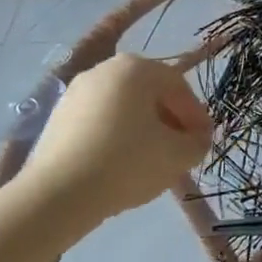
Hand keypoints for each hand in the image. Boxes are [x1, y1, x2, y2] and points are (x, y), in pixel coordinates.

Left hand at [25, 55, 211, 219]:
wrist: (59, 193)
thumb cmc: (127, 163)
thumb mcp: (178, 156)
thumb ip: (197, 142)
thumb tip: (196, 139)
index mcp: (137, 68)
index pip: (179, 86)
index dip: (197, 115)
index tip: (203, 141)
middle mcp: (105, 69)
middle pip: (149, 92)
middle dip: (170, 119)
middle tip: (180, 149)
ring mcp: (77, 91)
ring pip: (123, 106)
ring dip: (143, 127)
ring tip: (151, 159)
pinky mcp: (58, 115)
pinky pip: (99, 119)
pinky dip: (116, 135)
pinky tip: (120, 163)